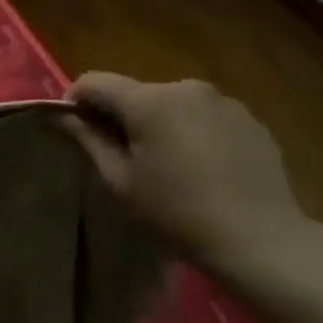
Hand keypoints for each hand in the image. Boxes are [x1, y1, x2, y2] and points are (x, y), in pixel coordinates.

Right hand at [59, 72, 315, 273]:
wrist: (262, 240)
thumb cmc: (178, 212)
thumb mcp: (120, 180)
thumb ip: (87, 138)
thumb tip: (60, 115)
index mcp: (148, 100)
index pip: (94, 82)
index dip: (75, 100)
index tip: (74, 129)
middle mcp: (185, 87)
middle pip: (135, 92)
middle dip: (120, 115)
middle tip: (121, 154)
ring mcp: (222, 101)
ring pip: (171, 103)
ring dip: (158, 122)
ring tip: (166, 162)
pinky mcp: (250, 119)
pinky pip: (203, 115)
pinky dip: (191, 130)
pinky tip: (201, 167)